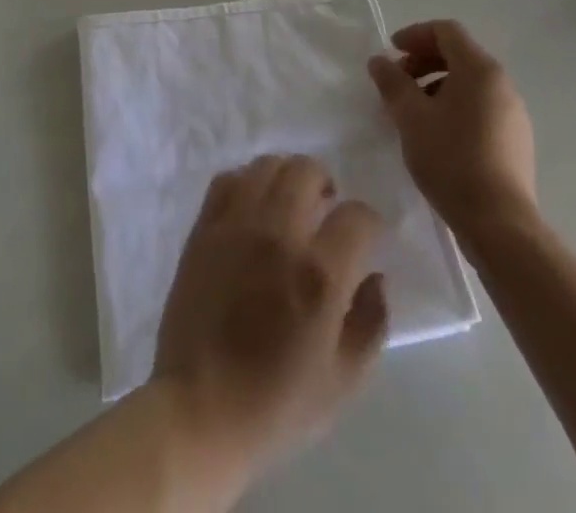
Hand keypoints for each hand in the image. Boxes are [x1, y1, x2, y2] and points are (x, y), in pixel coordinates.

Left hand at [152, 155, 388, 477]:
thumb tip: (377, 277)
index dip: (370, 222)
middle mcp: (278, 234)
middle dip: (326, 184)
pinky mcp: (204, 227)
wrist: (199, 410)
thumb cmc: (276, 405)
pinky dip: (246, 182)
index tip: (368, 237)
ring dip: (287, 177)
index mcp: (318, 274)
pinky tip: (253, 206)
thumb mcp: (343, 381)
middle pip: (307, 170)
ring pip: (267, 165)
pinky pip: (228, 179)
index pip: (357, 216)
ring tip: (291, 203)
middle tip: (327, 209)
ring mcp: (236, 225)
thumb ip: (370, 322)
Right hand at [368, 19, 536, 233]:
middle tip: (397, 82)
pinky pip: (480, 107)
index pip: (446, 31)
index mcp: (480, 70)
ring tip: (411, 113)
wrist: (500, 224)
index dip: (415, 34)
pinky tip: (435, 135)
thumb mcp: (410, 117)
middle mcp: (502, 84)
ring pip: (469, 83)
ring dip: (435, 86)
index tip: (391, 52)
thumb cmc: (451, 159)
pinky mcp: (515, 140)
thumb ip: (392, 82)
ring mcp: (513, 113)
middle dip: (423, 61)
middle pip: (458, 55)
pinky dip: (453, 106)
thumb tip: (380, 61)